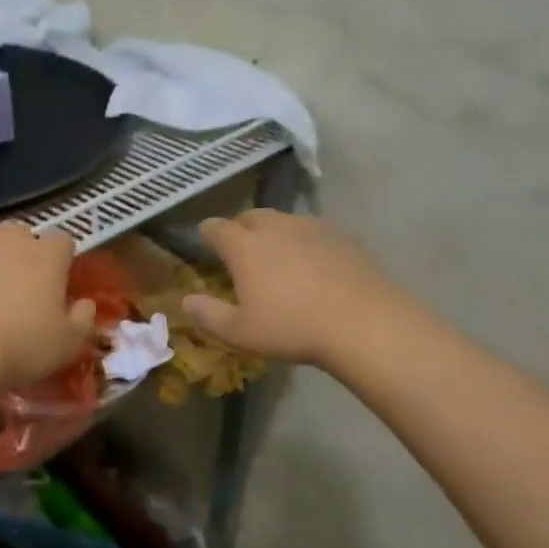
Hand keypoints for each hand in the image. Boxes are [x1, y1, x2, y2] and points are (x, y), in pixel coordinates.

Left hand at [0, 223, 95, 389]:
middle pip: (20, 234)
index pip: (63, 240)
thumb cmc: (22, 347)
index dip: (62, 260)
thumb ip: (83, 319)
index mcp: (46, 254)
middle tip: (20, 289)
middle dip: (22, 254)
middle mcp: (7, 239)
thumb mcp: (68, 344)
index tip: (58, 284)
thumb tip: (85, 304)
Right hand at [185, 210, 396, 367]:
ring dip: (272, 233)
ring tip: (275, 257)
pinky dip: (302, 243)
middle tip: (239, 251)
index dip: (207, 233)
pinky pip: (312, 232)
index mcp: (245, 246)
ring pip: (283, 221)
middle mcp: (275, 226)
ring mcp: (312, 227)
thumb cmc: (291, 327)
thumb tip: (186, 300)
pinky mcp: (341, 237)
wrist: (362, 322)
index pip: (216, 227)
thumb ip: (208, 314)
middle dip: (240, 229)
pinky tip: (309, 266)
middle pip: (250, 216)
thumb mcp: (240, 331)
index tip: (204, 240)